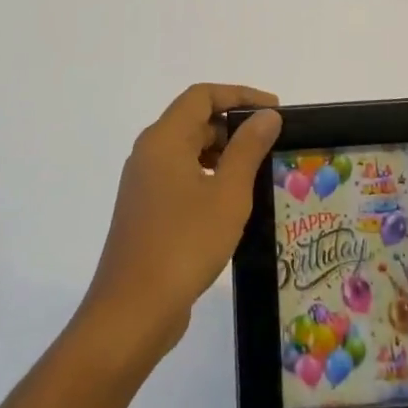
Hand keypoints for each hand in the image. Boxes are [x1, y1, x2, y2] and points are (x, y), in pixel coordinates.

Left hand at [82, 84, 281, 363]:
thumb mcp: (228, 194)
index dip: (240, 95)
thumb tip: (267, 116)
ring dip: (223, 152)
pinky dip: (209, 176)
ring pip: (188, 150)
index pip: (202, 96)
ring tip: (259, 171)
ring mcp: (144, 184)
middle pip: (194, 120)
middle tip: (272, 143)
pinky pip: (181, 176)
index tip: (275, 111)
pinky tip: (233, 201)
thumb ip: (248, 149)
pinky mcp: (146, 210)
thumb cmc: (185, 244)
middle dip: (234, 125)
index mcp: (164, 140)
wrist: (132, 311)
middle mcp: (149, 154)